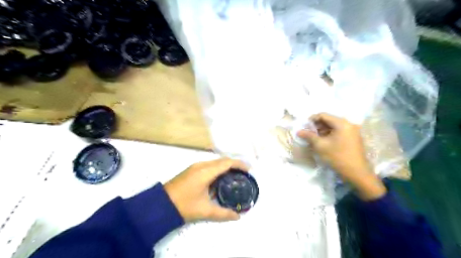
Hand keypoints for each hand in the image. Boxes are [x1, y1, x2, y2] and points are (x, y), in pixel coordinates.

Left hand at [163, 159, 246, 221]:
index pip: (227, 163)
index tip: (249, 170)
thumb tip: (237, 216)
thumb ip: (223, 213)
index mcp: (206, 171)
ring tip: (234, 176)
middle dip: (234, 164)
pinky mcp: (191, 170)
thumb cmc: (184, 205)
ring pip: (215, 162)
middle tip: (244, 173)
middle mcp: (201, 165)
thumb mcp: (205, 210)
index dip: (239, 164)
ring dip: (225, 166)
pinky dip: (218, 169)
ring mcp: (195, 166)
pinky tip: (220, 179)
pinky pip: (209, 165)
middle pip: (222, 160)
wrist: (160, 204)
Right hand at [297, 113, 385, 201]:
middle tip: (307, 133)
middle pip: (329, 120)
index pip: (323, 115)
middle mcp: (348, 124)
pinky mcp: (353, 138)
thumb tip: (298, 131)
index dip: (311, 119)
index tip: (304, 126)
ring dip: (322, 130)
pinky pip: (338, 132)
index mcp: (342, 123)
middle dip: (316, 125)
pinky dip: (329, 134)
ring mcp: (352, 131)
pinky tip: (323, 141)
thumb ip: (309, 136)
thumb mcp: (320, 146)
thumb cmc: (337, 157)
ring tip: (313, 138)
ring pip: (333, 126)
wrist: (356, 173)